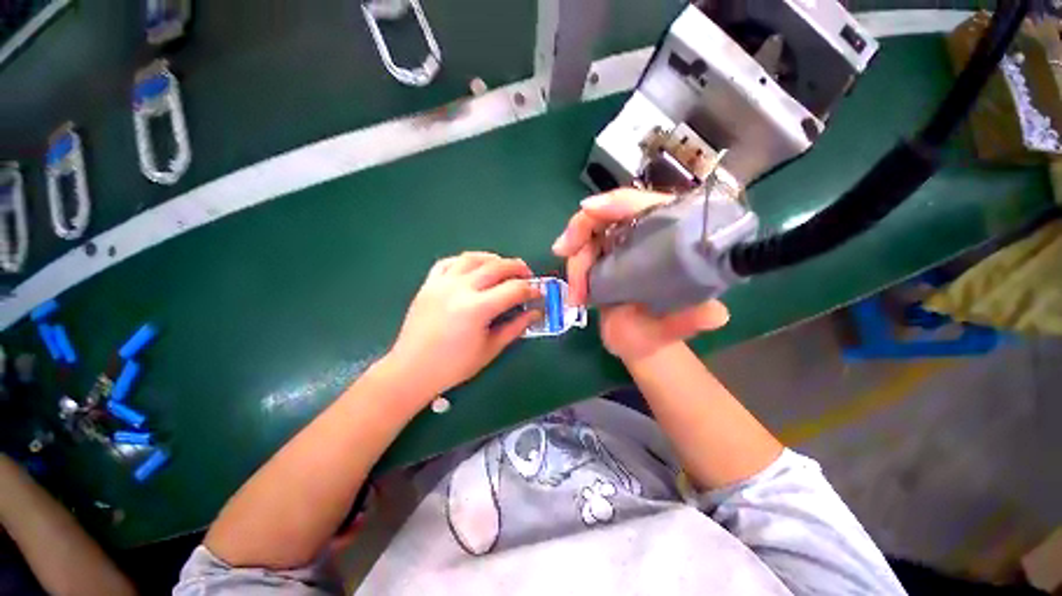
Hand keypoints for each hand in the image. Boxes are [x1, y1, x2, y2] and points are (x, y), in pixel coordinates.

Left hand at [385, 252, 540, 397]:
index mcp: (477, 308)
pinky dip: (465, 261)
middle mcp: (460, 289)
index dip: (531, 290)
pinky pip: (449, 262)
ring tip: (503, 267)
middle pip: (496, 267)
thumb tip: (535, 313)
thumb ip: (515, 327)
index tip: (538, 293)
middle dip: (517, 267)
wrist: (411, 370)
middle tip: (527, 275)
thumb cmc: (454, 366)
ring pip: (472, 258)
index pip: (513, 289)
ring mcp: (442, 283)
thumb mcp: (490, 348)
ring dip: (493, 258)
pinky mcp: (429, 284)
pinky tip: (474, 268)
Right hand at [552, 189, 729, 361]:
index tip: (589, 209)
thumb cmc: (659, 332)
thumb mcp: (674, 328)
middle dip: (581, 229)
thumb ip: (690, 321)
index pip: (645, 205)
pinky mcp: (603, 259)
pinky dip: (573, 268)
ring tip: (576, 295)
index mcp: (670, 240)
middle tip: (562, 250)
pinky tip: (574, 292)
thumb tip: (715, 315)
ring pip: (589, 235)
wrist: (638, 340)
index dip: (617, 202)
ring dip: (575, 260)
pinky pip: (582, 251)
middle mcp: (644, 236)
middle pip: (607, 214)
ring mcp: (620, 247)